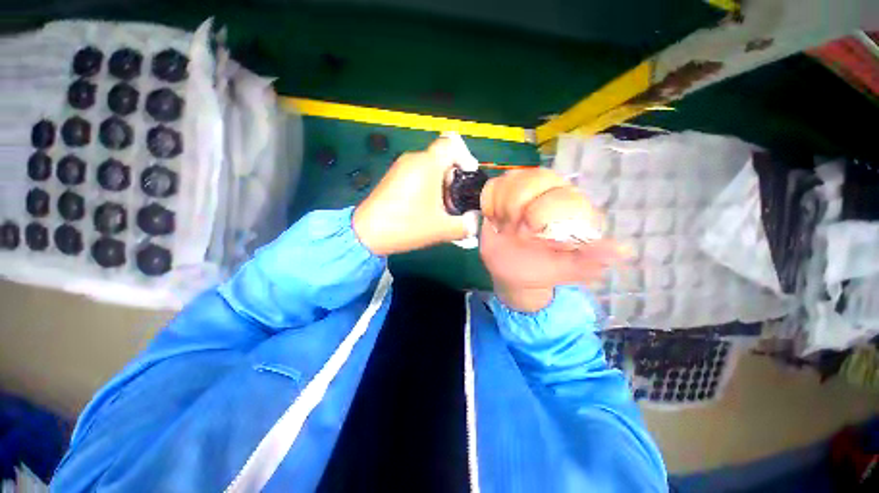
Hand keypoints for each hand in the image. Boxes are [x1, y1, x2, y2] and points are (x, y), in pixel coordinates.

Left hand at [353, 134, 478, 255]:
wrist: (367, 234)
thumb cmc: (407, 226)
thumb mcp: (442, 229)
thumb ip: (466, 225)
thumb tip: (476, 221)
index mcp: (427, 164)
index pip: (452, 143)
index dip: (466, 157)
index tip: (468, 178)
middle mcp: (413, 159)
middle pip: (443, 158)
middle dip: (454, 179)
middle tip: (456, 202)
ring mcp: (401, 167)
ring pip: (431, 168)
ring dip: (441, 185)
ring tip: (442, 209)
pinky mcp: (393, 177)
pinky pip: (418, 174)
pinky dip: (428, 187)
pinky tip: (426, 208)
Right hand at [479, 169, 628, 311]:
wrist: (512, 274)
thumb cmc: (542, 270)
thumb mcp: (566, 269)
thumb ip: (589, 260)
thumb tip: (622, 251)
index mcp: (567, 207)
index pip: (557, 190)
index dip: (540, 209)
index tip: (529, 234)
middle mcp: (546, 194)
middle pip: (531, 177)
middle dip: (517, 206)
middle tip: (515, 232)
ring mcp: (521, 193)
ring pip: (510, 179)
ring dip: (502, 206)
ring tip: (505, 227)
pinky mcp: (500, 197)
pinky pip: (493, 186)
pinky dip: (490, 203)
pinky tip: (494, 220)